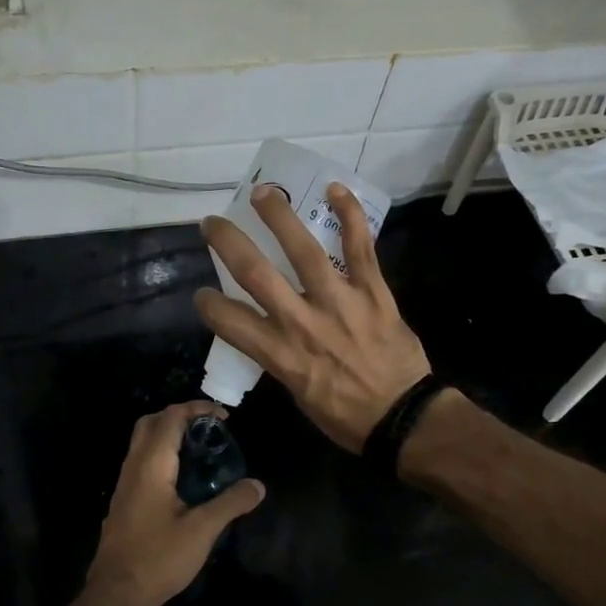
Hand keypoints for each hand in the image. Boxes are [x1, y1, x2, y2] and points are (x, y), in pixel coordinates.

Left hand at [80, 401, 265, 605]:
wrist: (117, 594)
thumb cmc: (159, 558)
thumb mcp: (202, 531)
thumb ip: (231, 504)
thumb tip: (258, 485)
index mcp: (151, 466)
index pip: (170, 419)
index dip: (196, 409)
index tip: (223, 415)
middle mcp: (132, 467)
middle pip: (149, 423)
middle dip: (178, 416)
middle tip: (208, 428)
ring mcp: (124, 485)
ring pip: (142, 444)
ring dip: (168, 436)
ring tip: (200, 450)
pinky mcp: (123, 502)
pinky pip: (140, 463)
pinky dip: (161, 456)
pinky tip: (182, 480)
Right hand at [195, 184, 430, 451]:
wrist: (402, 418)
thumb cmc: (345, 416)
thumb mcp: (297, 394)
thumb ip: (280, 358)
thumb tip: (270, 334)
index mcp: (281, 354)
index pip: (229, 321)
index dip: (208, 304)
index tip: (203, 294)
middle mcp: (302, 323)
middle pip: (255, 274)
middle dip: (227, 243)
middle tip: (212, 223)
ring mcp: (339, 302)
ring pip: (304, 250)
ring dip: (278, 216)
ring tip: (262, 192)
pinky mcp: (373, 292)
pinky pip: (359, 247)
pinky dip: (349, 215)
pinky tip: (336, 188)